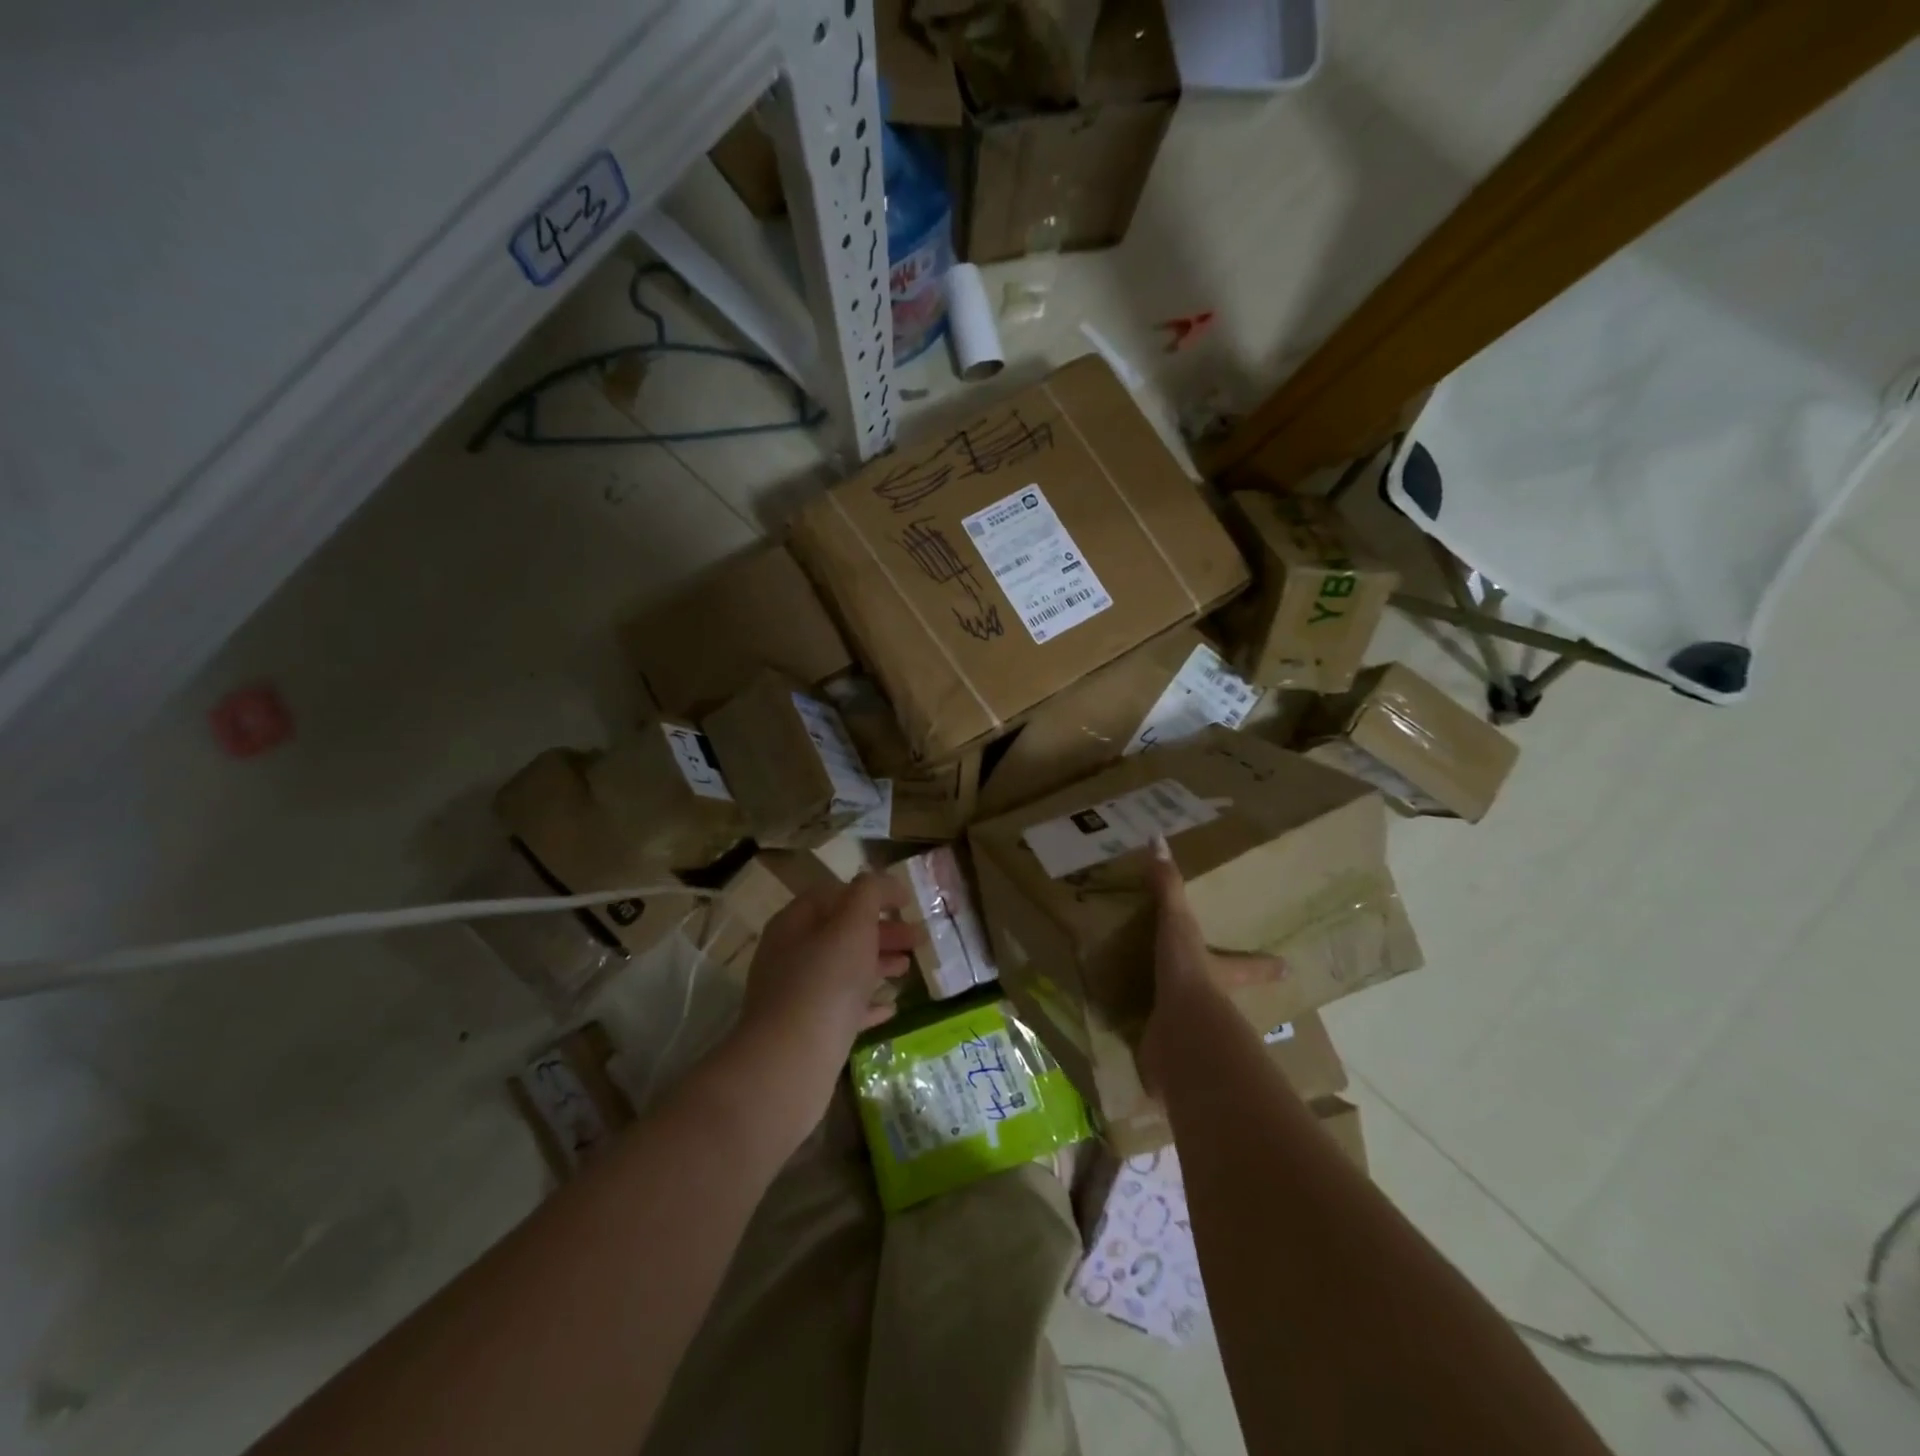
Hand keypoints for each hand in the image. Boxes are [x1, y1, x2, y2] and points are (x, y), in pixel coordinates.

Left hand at [734, 872, 917, 1113]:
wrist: (790, 1064)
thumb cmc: (824, 982)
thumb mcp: (852, 925)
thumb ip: (869, 894)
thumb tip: (883, 883)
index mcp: (795, 923)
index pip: (834, 894)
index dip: (871, 893)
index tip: (906, 901)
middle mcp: (791, 955)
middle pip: (841, 932)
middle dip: (881, 931)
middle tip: (918, 938)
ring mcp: (797, 996)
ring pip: (844, 970)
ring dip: (877, 964)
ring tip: (909, 969)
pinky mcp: (808, 1032)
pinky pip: (843, 1009)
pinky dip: (868, 1003)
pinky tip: (892, 1008)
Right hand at [1139, 836, 1282, 1091]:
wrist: (1182, 1032)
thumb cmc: (1190, 974)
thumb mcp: (1178, 924)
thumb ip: (1168, 887)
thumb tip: (1157, 839)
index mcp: (1222, 975)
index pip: (1251, 965)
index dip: (1267, 965)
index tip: (1289, 967)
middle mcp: (1216, 1007)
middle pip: (1227, 1000)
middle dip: (1225, 999)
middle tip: (1220, 996)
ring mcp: (1195, 1034)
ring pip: (1198, 1029)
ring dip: (1189, 1028)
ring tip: (1172, 1024)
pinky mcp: (1171, 1057)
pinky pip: (1164, 1053)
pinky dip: (1158, 1055)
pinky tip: (1146, 1054)